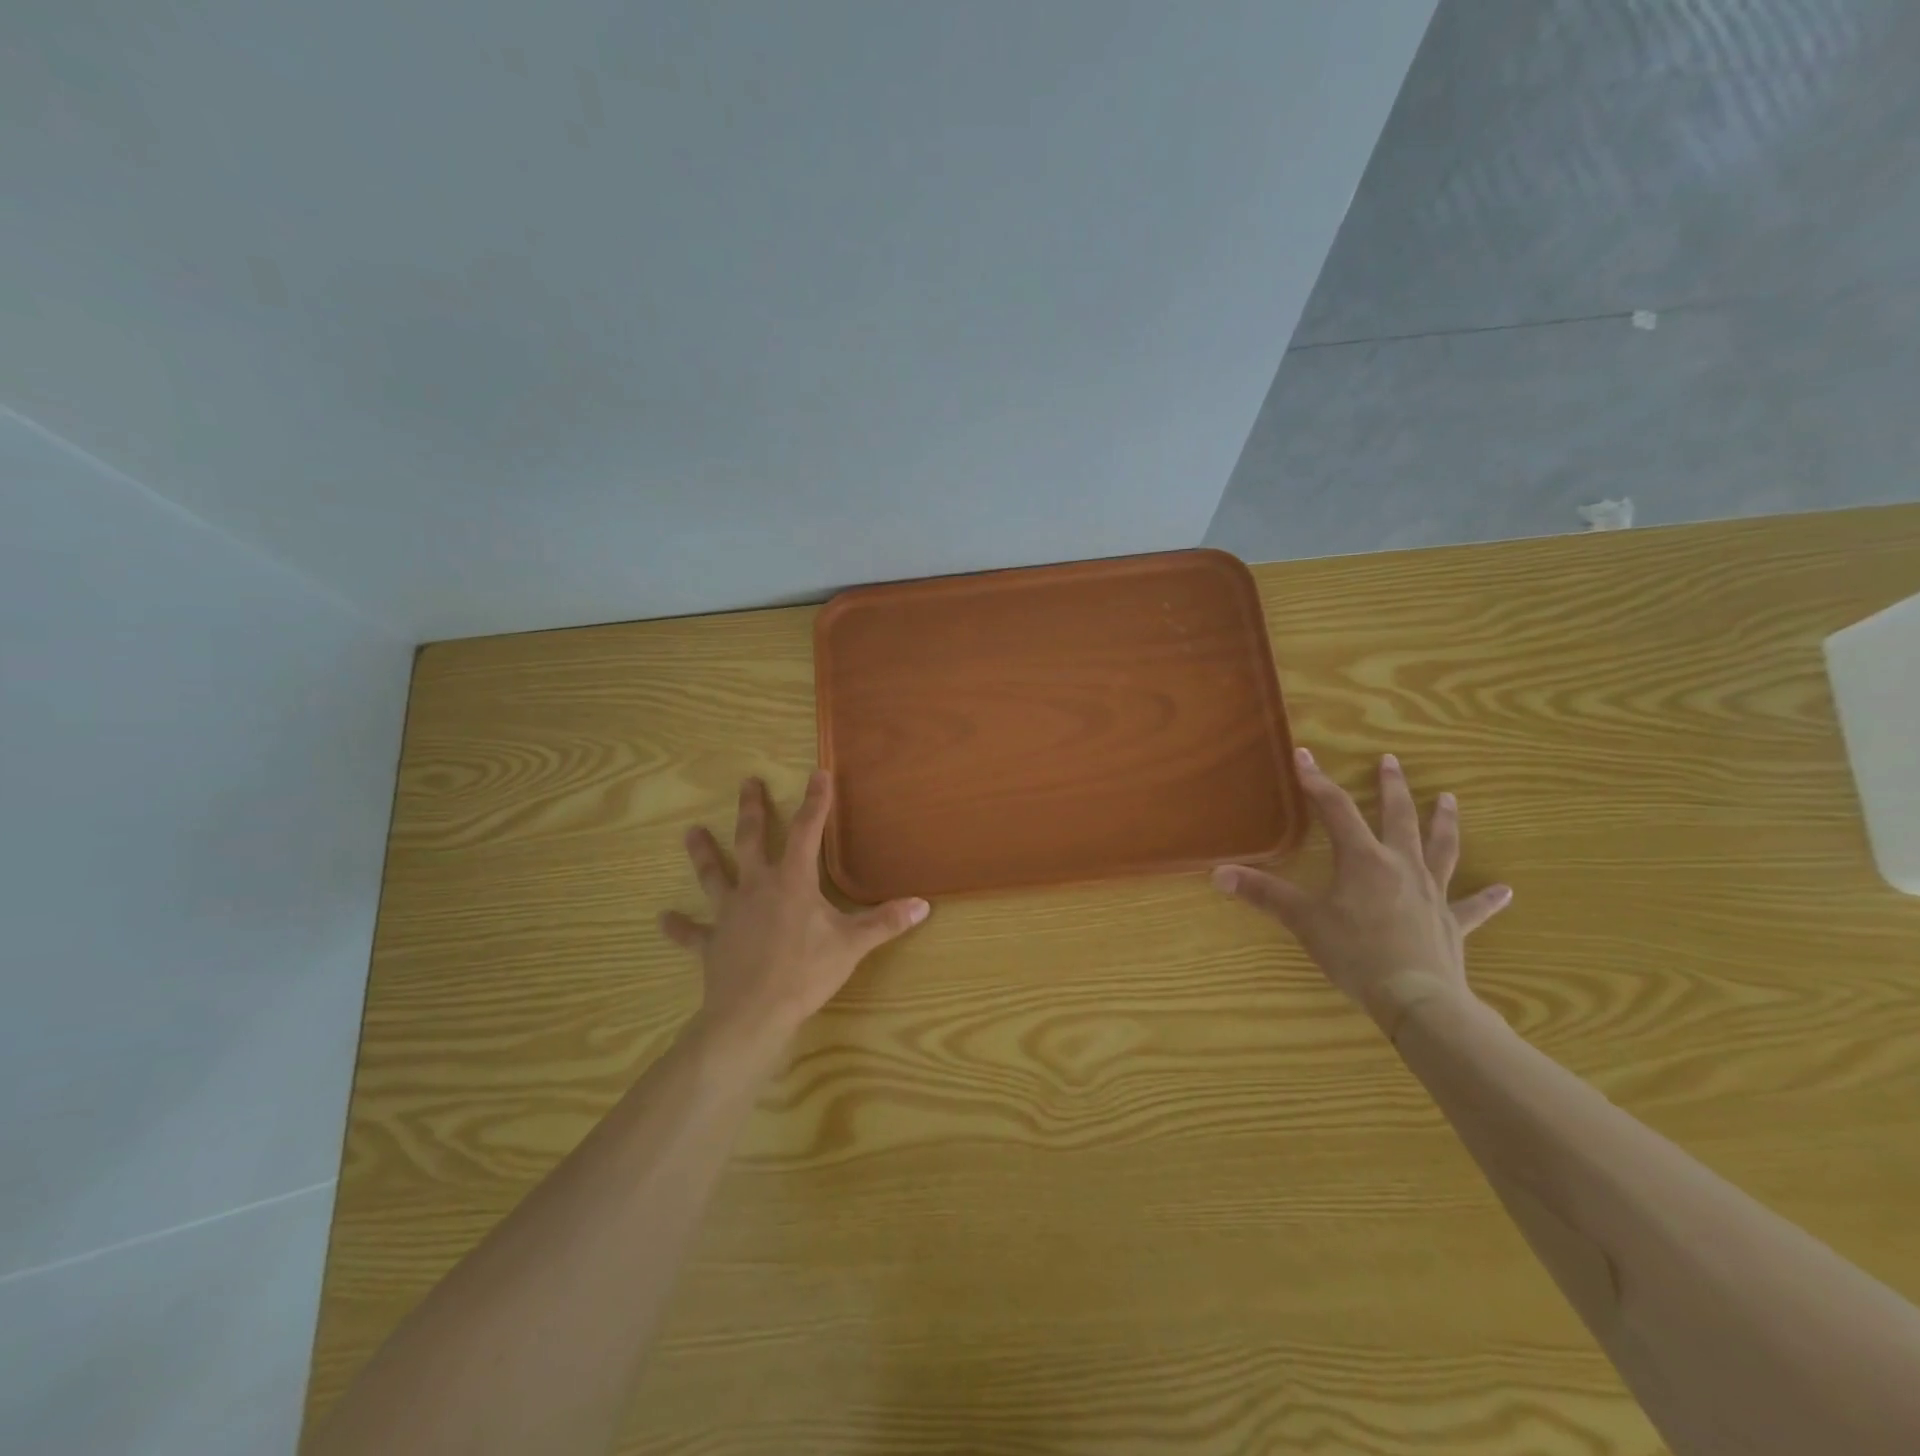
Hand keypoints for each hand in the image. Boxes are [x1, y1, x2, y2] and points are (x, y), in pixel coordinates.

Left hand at [662, 772, 929, 1062]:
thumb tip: (923, 905)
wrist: (753, 1014)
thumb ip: (885, 922)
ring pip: (713, 875)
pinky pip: (691, 932)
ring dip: (703, 853)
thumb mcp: (852, 945)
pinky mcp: (711, 943)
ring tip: (690, 831)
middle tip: (747, 783)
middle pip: (752, 840)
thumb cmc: (806, 972)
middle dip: (753, 810)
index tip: (818, 773)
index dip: (815, 801)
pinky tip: (663, 919)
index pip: (808, 830)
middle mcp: (756, 887)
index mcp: (792, 881)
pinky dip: (678, 926)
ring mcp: (729, 913)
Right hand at [1212, 747, 1510, 1034]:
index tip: (1304, 755)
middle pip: (1398, 817)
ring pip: (1441, 848)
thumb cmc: (1356, 953)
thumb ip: (1263, 894)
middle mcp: (1402, 866)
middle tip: (1391, 761)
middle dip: (1392, 787)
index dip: (1317, 781)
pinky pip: (1473, 906)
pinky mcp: (1451, 922)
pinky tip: (1507, 890)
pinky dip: (1488, 898)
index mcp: (1364, 860)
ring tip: (1448, 799)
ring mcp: (1431, 892)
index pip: (1336, 809)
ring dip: (1443, 822)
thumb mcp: (1303, 921)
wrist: (1416, 998)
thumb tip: (1219, 874)